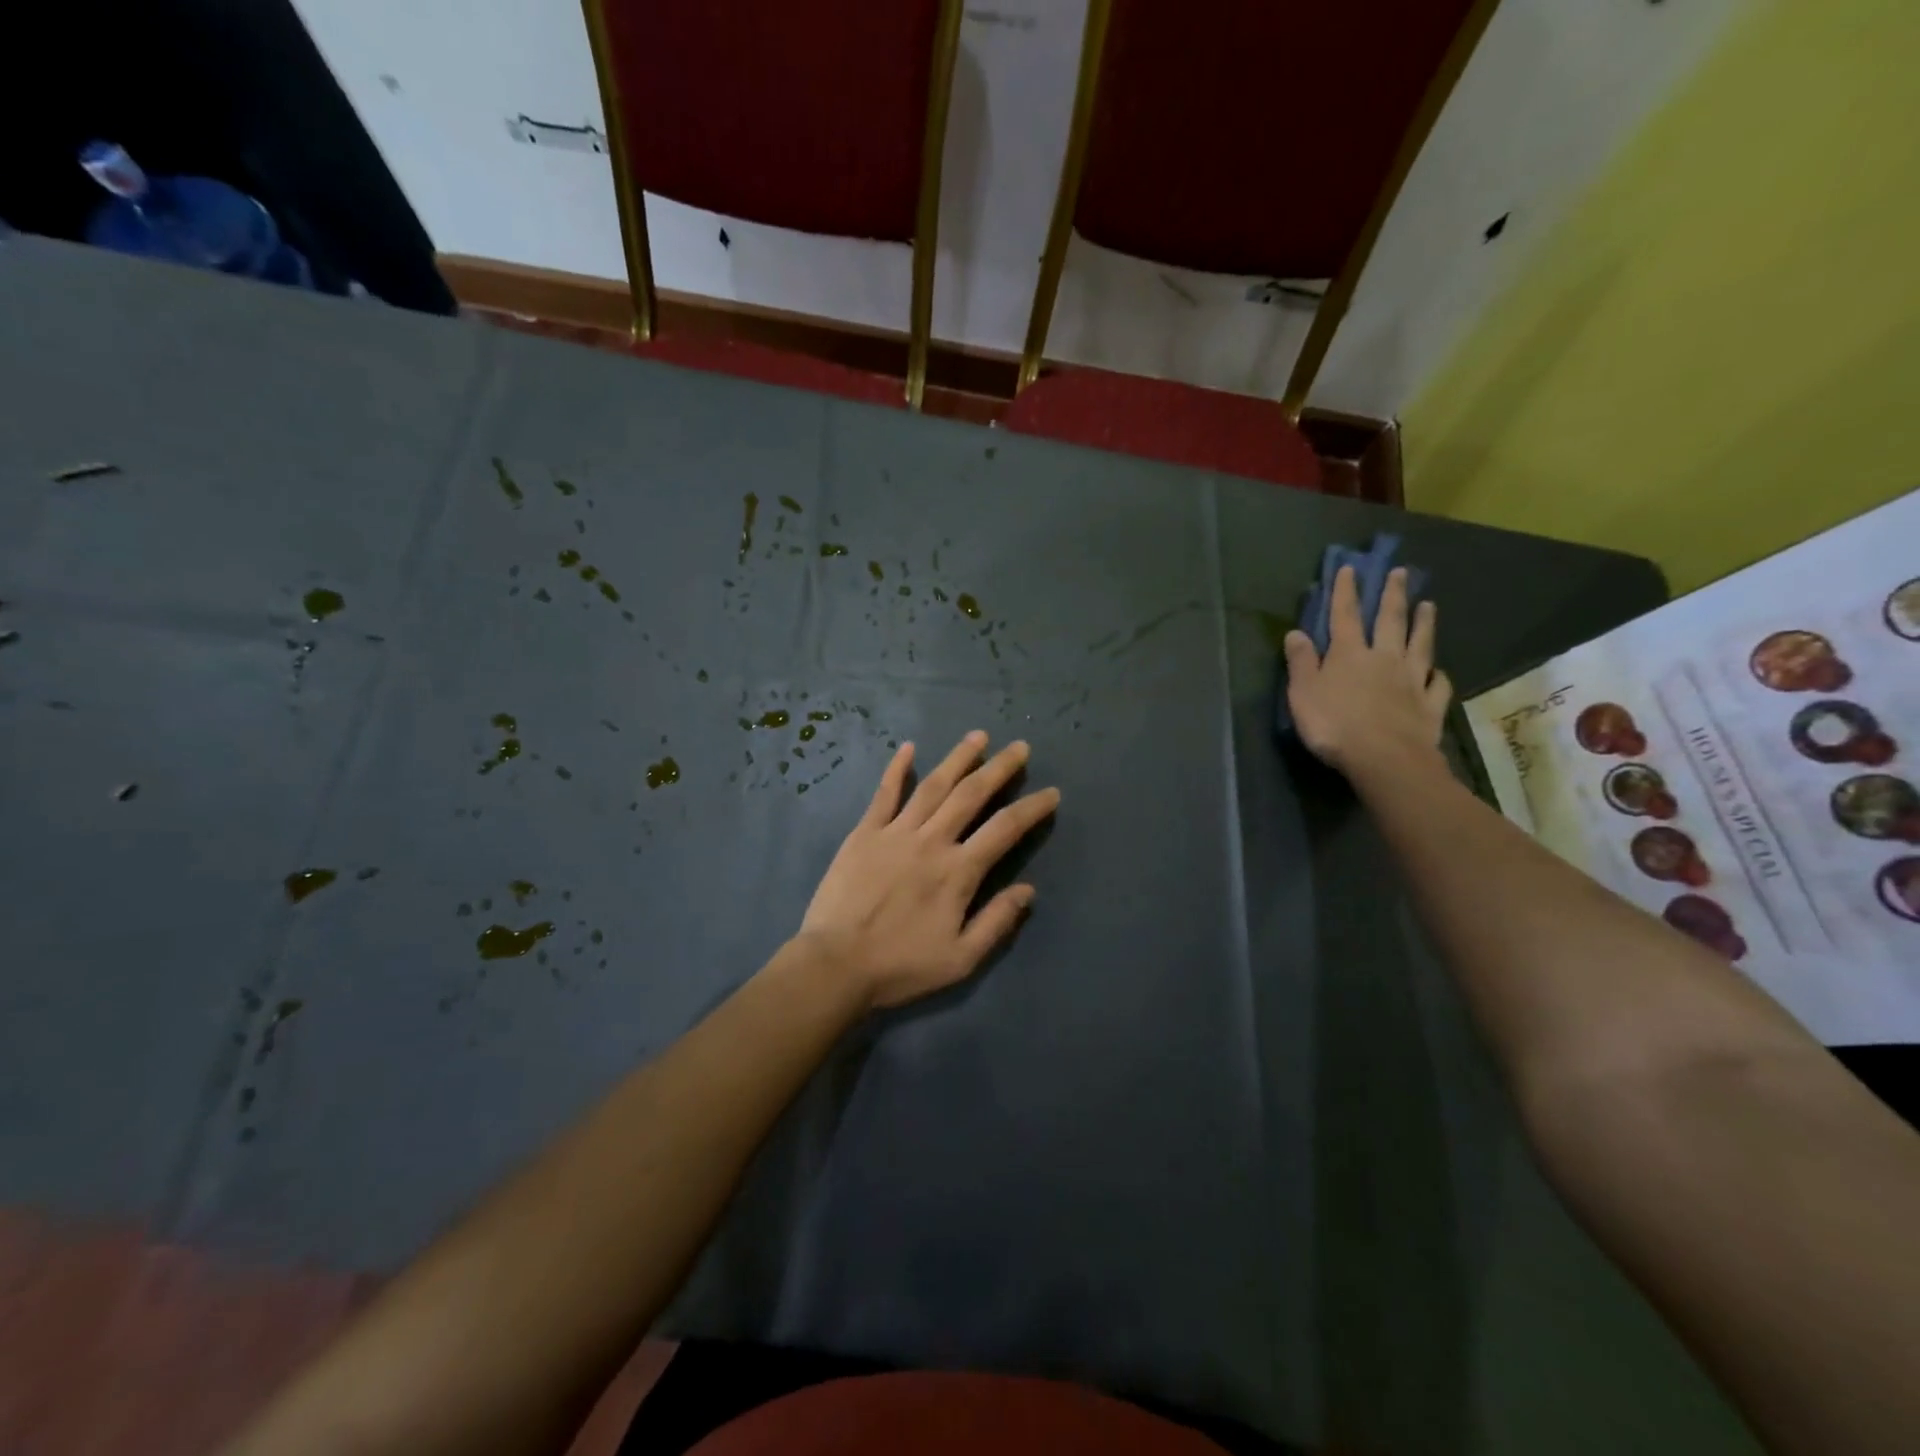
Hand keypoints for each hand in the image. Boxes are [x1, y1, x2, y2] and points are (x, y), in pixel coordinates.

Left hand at [797, 732, 1059, 1008]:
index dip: (1032, 808)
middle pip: (971, 794)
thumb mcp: (961, 959)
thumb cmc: (900, 966)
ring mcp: (895, 832)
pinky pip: (885, 794)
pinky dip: (897, 769)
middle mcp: (931, 841)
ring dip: (958, 758)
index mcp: (958, 871)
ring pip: (933, 785)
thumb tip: (1028, 890)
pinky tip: (909, 748)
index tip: (1051, 793)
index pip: (1005, 829)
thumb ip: (996, 922)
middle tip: (1020, 747)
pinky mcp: (864, 833)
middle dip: (999, 768)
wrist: (835, 965)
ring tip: (978, 736)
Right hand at [1284, 565, 1451, 778]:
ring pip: (1421, 645)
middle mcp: (1384, 658)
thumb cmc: (1334, 724)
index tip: (1350, 568)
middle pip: (1390, 620)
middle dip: (1392, 595)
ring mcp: (1412, 680)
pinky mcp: (1430, 705)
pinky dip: (1440, 676)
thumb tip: (1296, 632)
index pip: (1345, 615)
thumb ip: (1301, 662)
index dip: (1345, 591)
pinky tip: (1440, 672)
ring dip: (1424, 623)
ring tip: (1429, 605)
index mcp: (1349, 654)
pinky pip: (1438, 685)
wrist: (1384, 757)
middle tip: (1400, 573)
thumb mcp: (1303, 693)